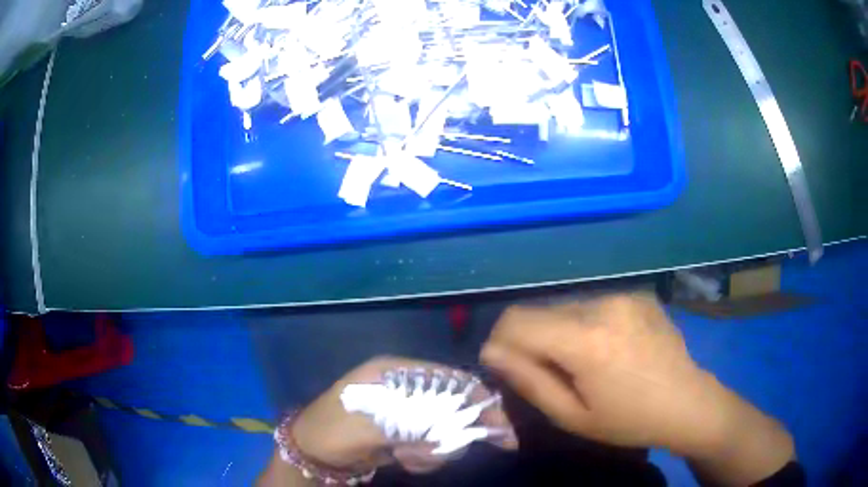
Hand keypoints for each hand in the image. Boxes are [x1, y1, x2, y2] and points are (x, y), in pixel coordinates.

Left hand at [292, 356, 517, 474]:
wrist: (311, 453)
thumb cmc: (333, 431)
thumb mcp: (368, 428)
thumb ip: (412, 426)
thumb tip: (454, 432)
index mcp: (395, 372)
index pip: (448, 378)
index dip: (476, 399)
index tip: (499, 426)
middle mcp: (405, 388)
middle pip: (451, 405)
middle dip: (453, 433)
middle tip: (445, 453)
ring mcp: (406, 411)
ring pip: (444, 429)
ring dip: (434, 450)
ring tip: (407, 459)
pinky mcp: (405, 432)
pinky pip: (431, 444)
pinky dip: (425, 457)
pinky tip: (403, 461)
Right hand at [480, 294, 793, 485]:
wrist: (688, 403)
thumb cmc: (629, 420)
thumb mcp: (572, 416)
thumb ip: (529, 381)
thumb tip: (492, 352)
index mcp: (585, 339)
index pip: (516, 319)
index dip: (500, 341)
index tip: (505, 367)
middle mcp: (602, 303)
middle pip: (540, 310)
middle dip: (531, 340)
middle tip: (548, 373)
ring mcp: (623, 294)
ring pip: (565, 306)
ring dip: (559, 331)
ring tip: (581, 362)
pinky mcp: (637, 293)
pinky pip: (594, 304)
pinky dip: (585, 324)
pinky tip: (608, 348)